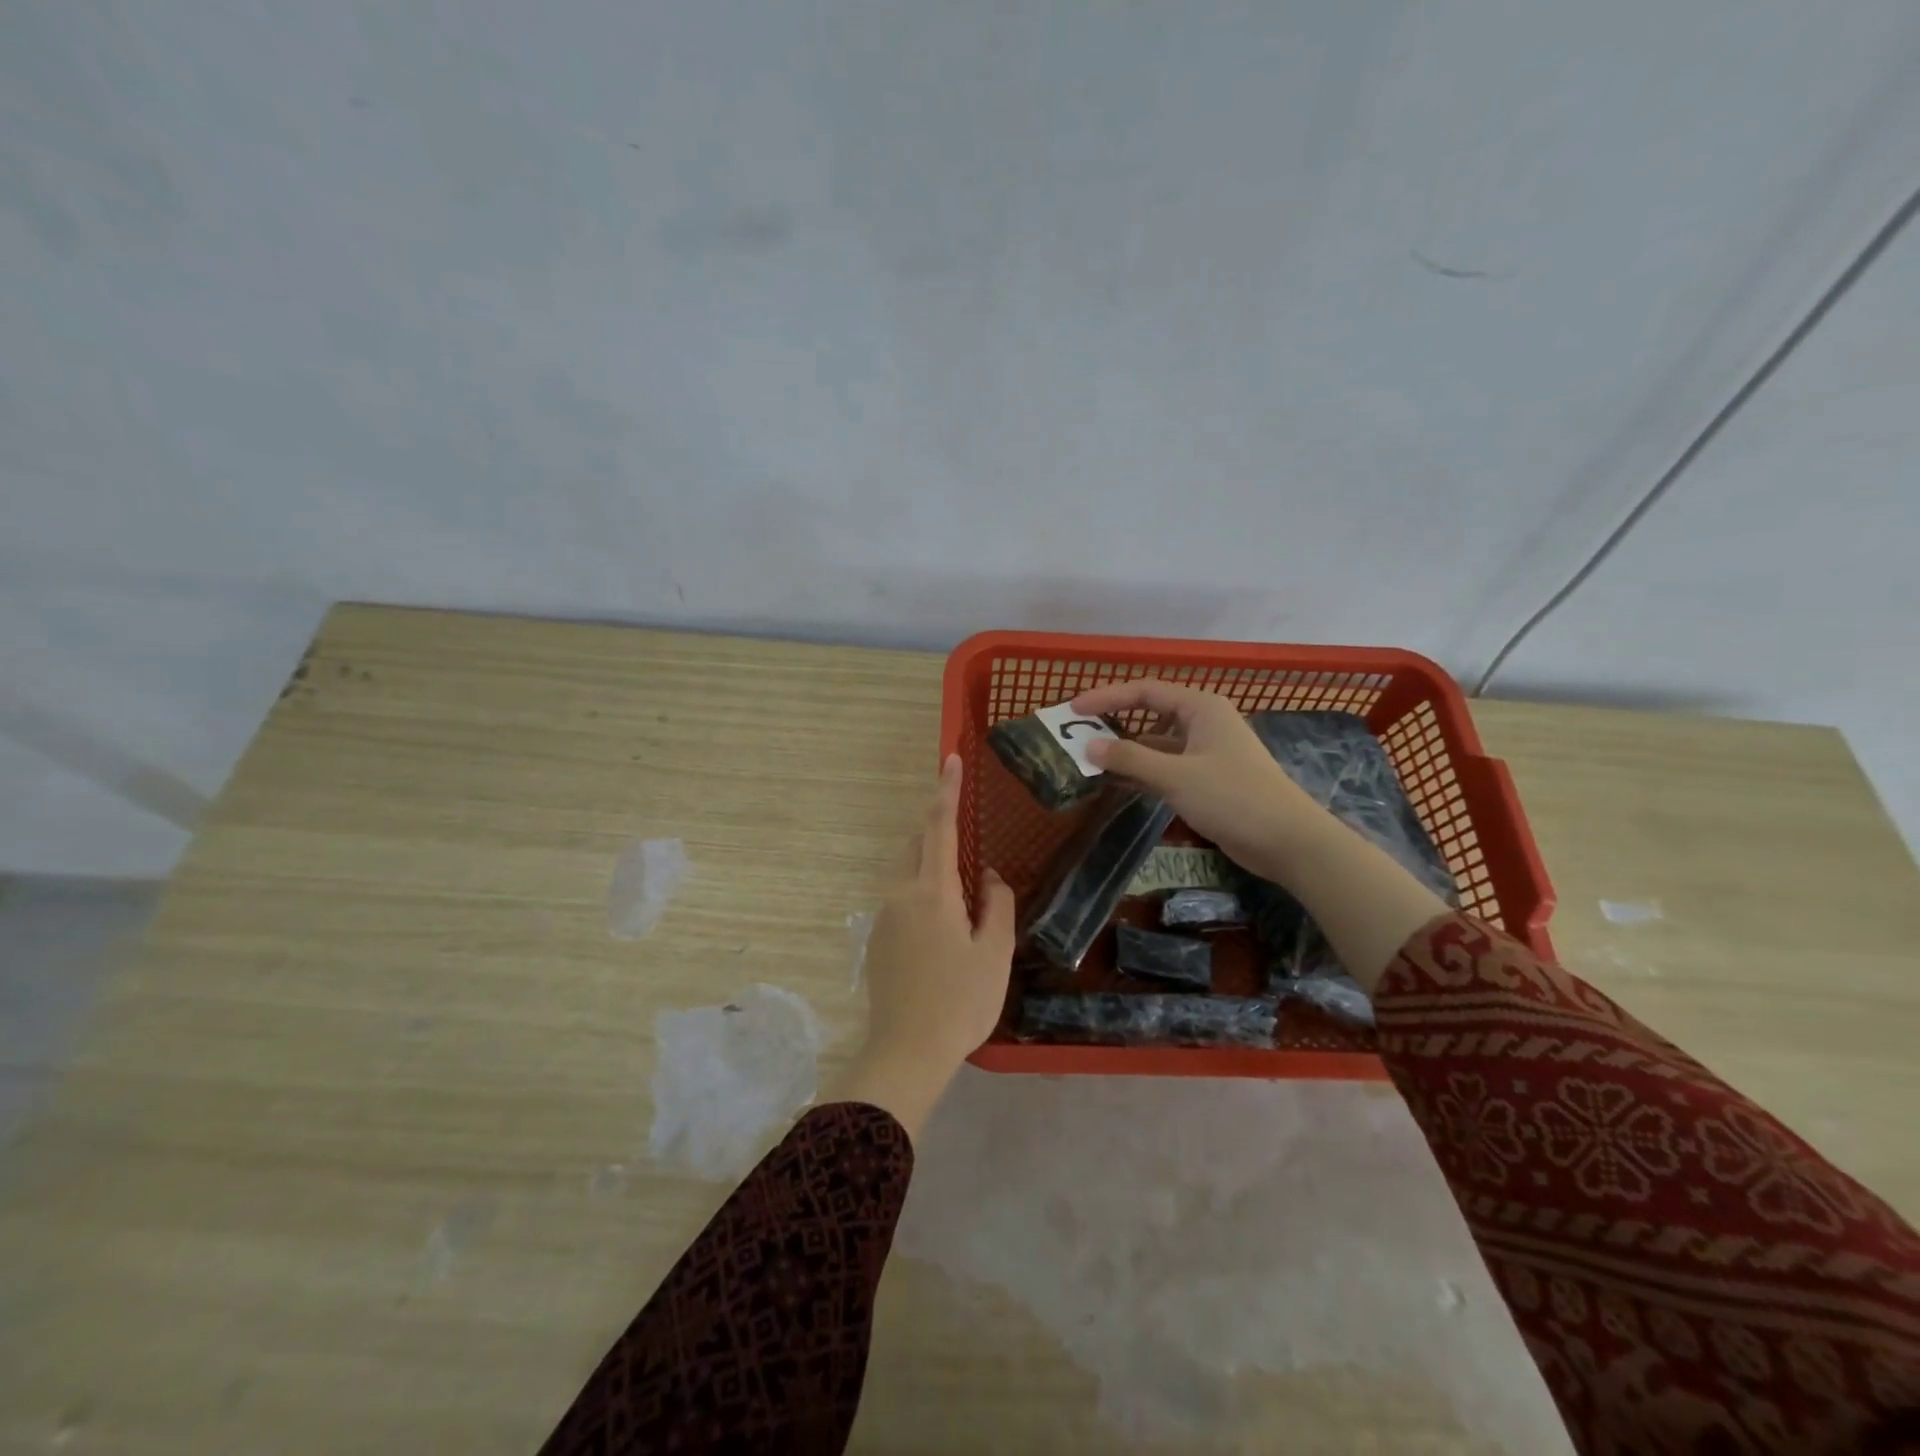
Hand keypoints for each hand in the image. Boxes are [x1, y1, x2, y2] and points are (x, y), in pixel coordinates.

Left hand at [825, 754, 1015, 1138]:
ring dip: (930, 868)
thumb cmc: (960, 1002)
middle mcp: (899, 894)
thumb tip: (987, 876)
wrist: (905, 1053)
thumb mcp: (994, 953)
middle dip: (938, 832)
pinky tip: (942, 933)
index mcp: (931, 891)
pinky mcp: (876, 941)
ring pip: (906, 874)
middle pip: (916, 846)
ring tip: (962, 899)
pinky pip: (900, 901)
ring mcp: (882, 918)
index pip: (939, 826)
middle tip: (968, 846)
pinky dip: (921, 896)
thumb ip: (997, 904)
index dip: (946, 790)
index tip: (950, 758)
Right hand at [1072, 678, 1323, 876]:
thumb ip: (1130, 758)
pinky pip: (1165, 768)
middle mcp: (1203, 723)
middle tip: (1078, 735)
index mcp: (1200, 708)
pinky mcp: (1207, 780)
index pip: (1145, 691)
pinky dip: (1141, 773)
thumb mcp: (1175, 776)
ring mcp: (1206, 753)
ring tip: (1089, 761)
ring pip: (1156, 745)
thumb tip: (1089, 746)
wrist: (1287, 841)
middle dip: (1114, 724)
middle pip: (1150, 714)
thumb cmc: (1232, 797)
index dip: (1107, 697)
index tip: (1074, 711)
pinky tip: (1116, 783)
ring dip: (1126, 753)